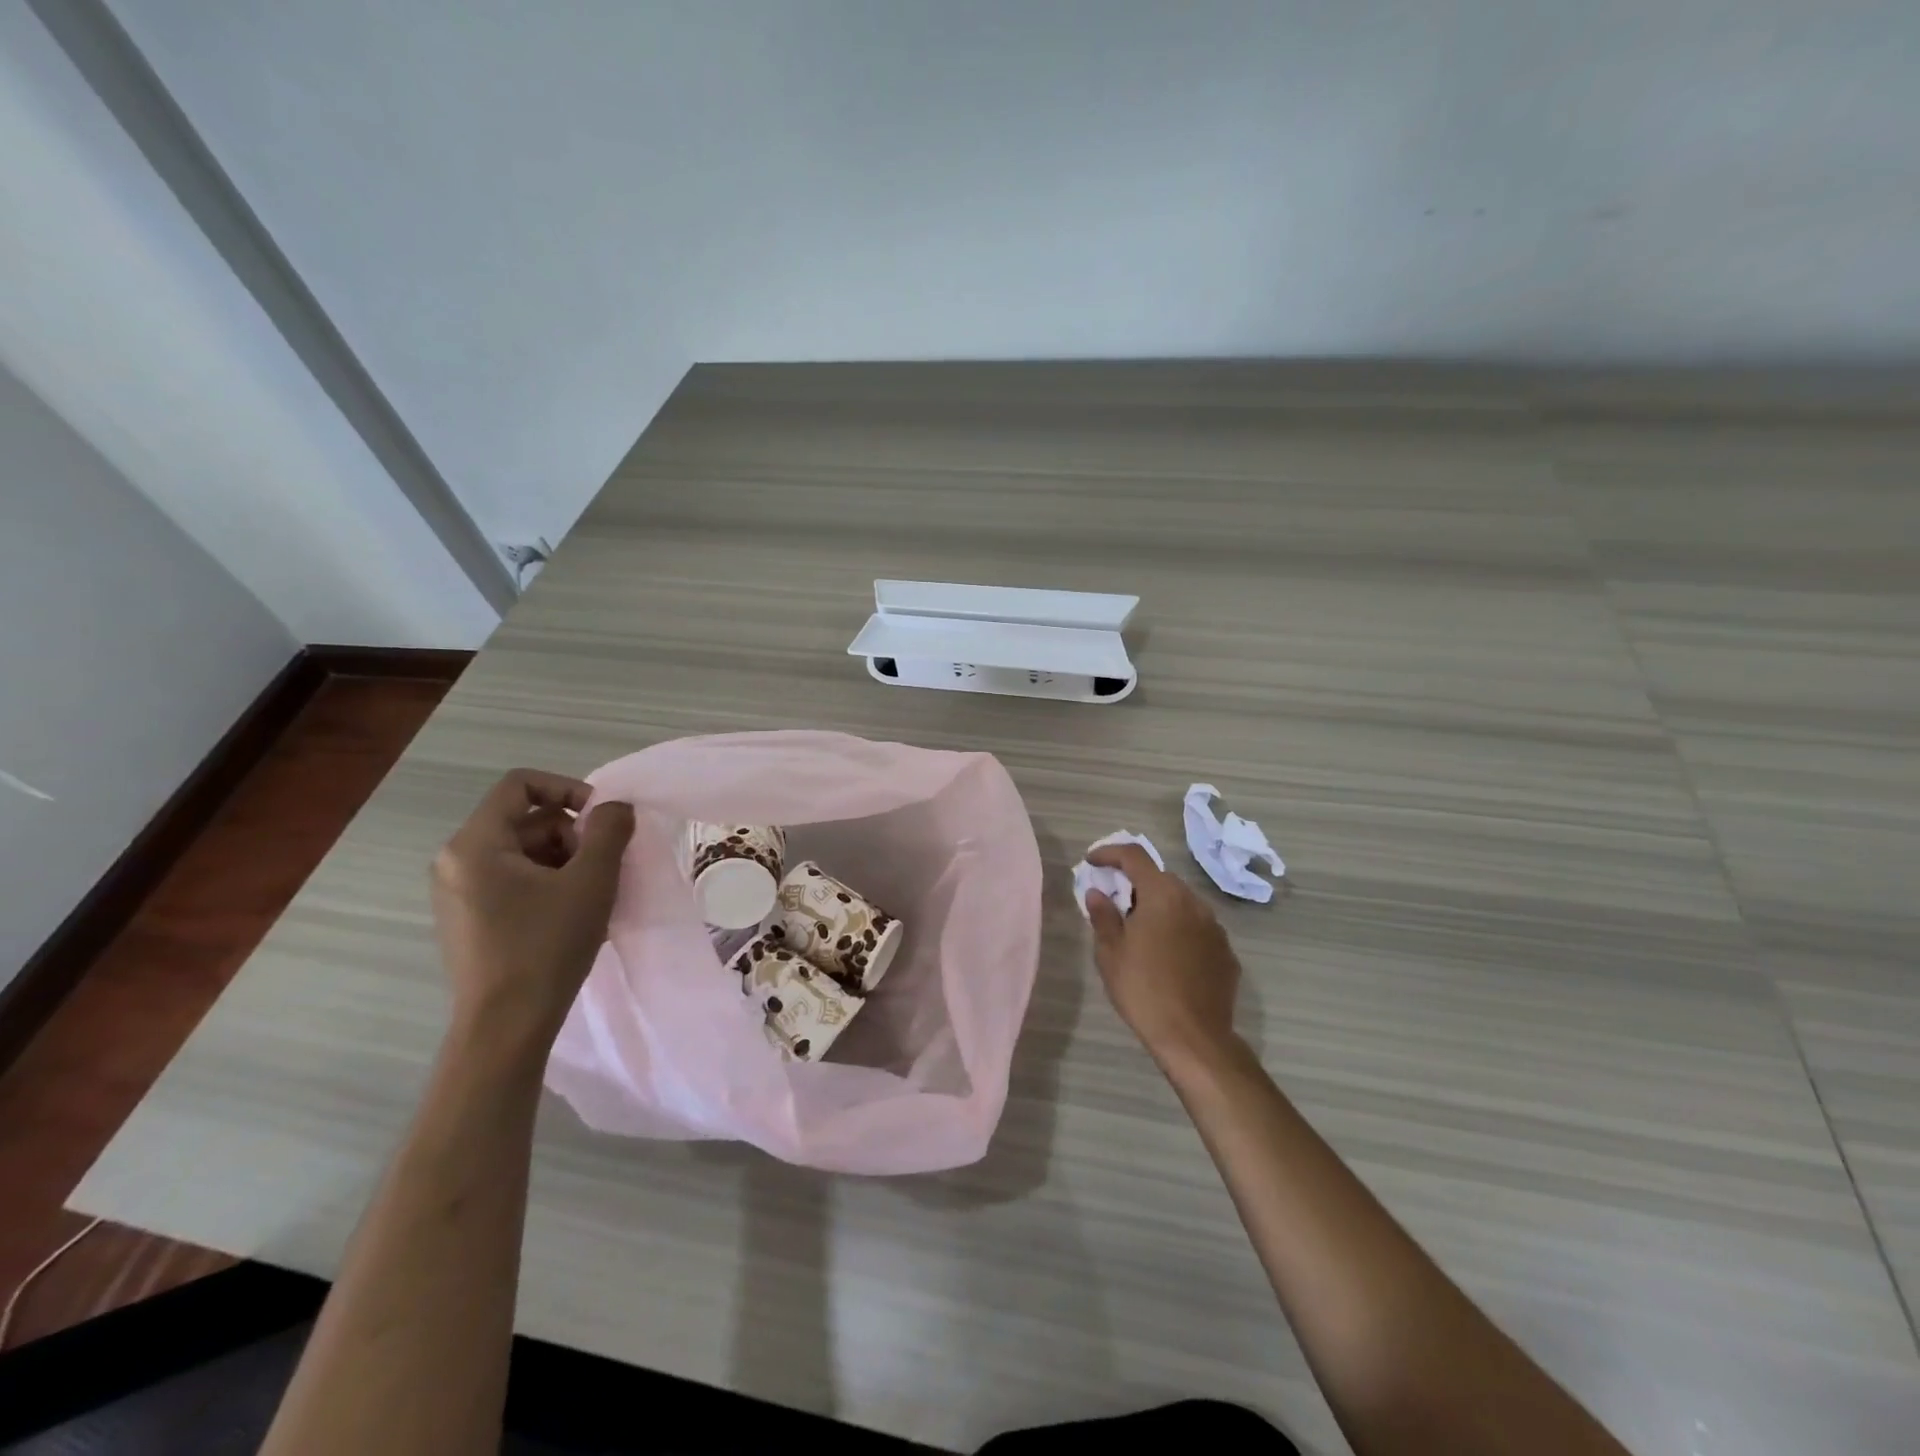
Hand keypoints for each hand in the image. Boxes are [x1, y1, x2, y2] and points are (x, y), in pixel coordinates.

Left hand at [430, 769, 634, 1049]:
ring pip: (522, 852)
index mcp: (475, 844)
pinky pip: (512, 880)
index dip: (568, 788)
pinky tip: (571, 915)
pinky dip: (547, 884)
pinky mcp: (467, 919)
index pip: (520, 785)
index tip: (601, 819)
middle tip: (602, 867)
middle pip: (526, 820)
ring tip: (591, 896)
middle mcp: (455, 861)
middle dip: (572, 835)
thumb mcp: (591, 880)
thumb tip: (615, 807)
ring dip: (565, 861)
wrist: (506, 1026)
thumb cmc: (547, 945)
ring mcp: (457, 893)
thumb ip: (609, 831)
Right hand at [1085, 843, 1243, 1072]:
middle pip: (1160, 879)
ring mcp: (1214, 927)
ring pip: (1181, 904)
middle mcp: (1193, 902)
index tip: (1092, 862)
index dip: (1110, 853)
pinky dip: (1179, 931)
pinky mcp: (1226, 952)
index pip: (1134, 856)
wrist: (1194, 1038)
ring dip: (1160, 908)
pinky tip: (1168, 958)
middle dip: (1135, 884)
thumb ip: (1103, 915)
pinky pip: (1197, 929)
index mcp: (1162, 895)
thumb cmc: (1143, 990)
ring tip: (1141, 935)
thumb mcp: (1110, 953)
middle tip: (1115, 906)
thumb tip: (1097, 892)